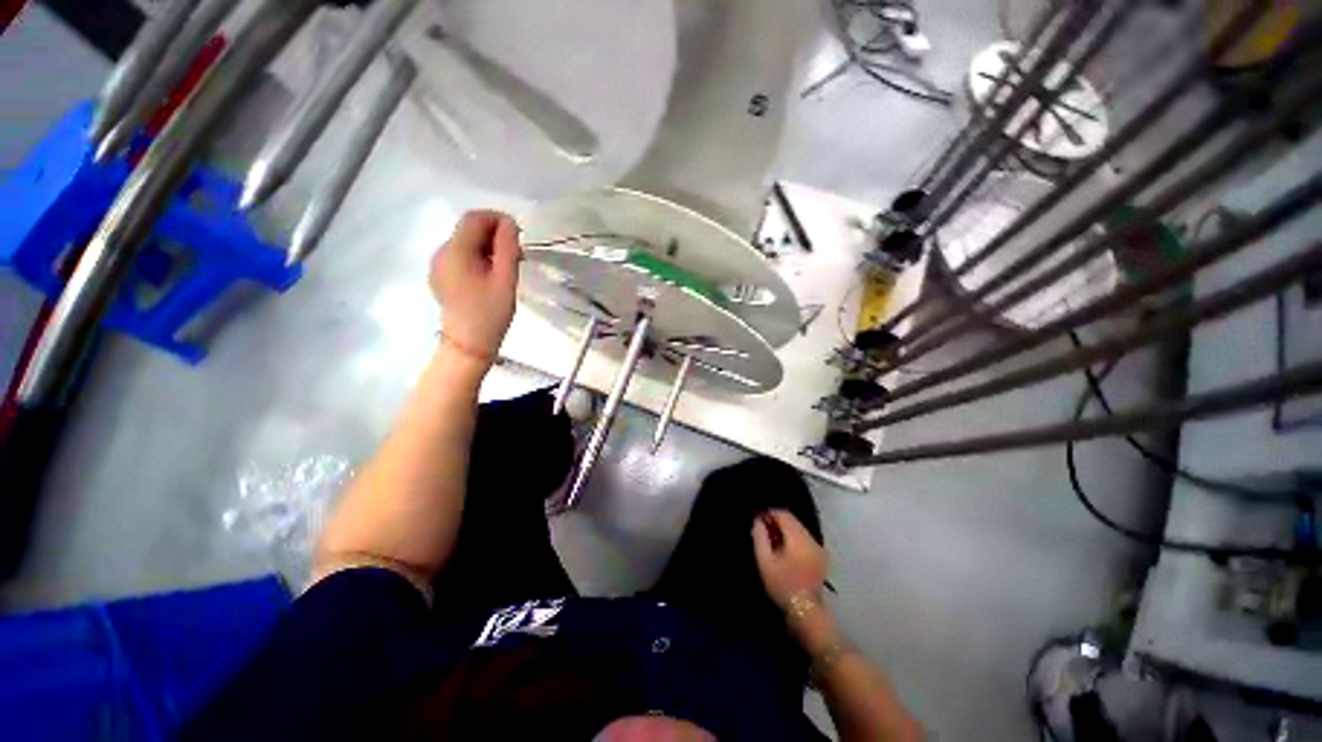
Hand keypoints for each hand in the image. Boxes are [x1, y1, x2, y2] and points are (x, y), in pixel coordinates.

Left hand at [430, 210, 523, 363]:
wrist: (468, 345)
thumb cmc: (490, 313)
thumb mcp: (506, 279)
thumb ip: (508, 248)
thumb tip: (509, 223)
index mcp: (455, 251)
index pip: (474, 218)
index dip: (497, 219)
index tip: (518, 236)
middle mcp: (441, 253)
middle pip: (468, 230)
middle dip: (494, 235)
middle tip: (517, 255)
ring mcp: (438, 266)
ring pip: (465, 243)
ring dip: (488, 248)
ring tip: (506, 268)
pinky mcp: (440, 277)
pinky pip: (460, 257)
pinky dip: (478, 259)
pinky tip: (491, 277)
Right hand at [752, 510, 828, 610]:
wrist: (806, 612)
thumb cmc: (783, 586)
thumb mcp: (765, 561)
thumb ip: (760, 537)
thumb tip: (758, 520)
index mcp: (798, 538)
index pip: (783, 514)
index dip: (769, 513)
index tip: (757, 519)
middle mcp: (812, 539)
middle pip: (793, 520)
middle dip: (777, 521)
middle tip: (763, 531)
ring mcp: (819, 548)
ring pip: (799, 528)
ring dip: (785, 530)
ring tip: (773, 541)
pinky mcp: (821, 556)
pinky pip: (805, 538)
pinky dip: (794, 539)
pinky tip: (785, 551)